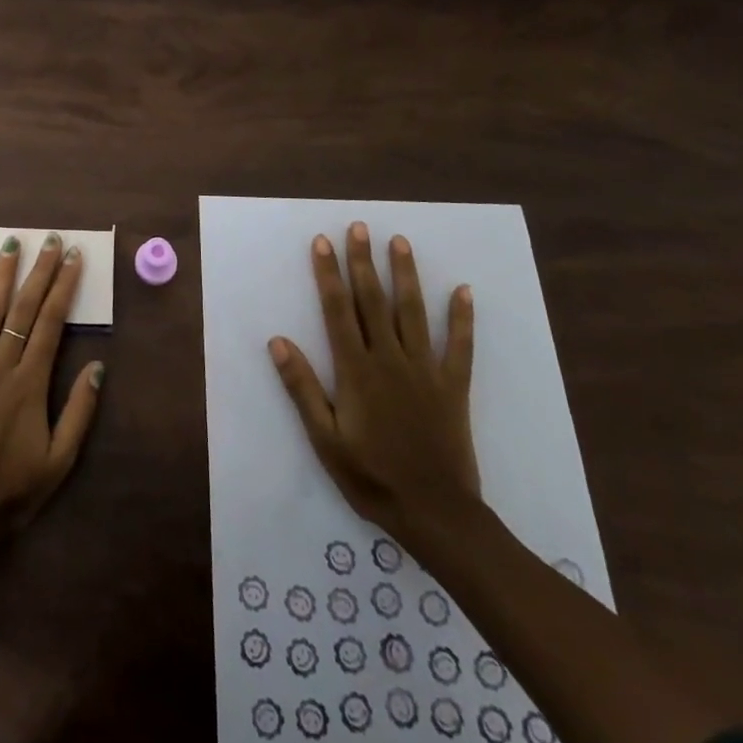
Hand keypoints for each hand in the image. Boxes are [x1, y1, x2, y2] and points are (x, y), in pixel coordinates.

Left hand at [0, 234, 104, 548]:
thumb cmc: (13, 490)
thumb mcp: (60, 461)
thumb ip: (79, 412)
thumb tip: (98, 366)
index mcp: (30, 383)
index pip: (52, 323)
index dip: (64, 287)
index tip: (73, 258)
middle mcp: (0, 366)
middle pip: (24, 309)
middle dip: (40, 271)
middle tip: (51, 240)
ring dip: (2, 276)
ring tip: (11, 245)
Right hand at [269, 224, 479, 552]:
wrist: (436, 515)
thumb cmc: (371, 477)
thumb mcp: (324, 438)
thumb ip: (302, 387)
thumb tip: (278, 341)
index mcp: (356, 370)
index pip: (338, 310)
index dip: (329, 274)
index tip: (323, 242)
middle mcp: (390, 360)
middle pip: (373, 301)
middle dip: (363, 262)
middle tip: (360, 226)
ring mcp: (425, 371)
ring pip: (413, 313)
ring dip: (405, 275)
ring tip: (399, 241)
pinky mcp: (453, 387)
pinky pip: (460, 347)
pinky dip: (462, 319)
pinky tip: (464, 291)